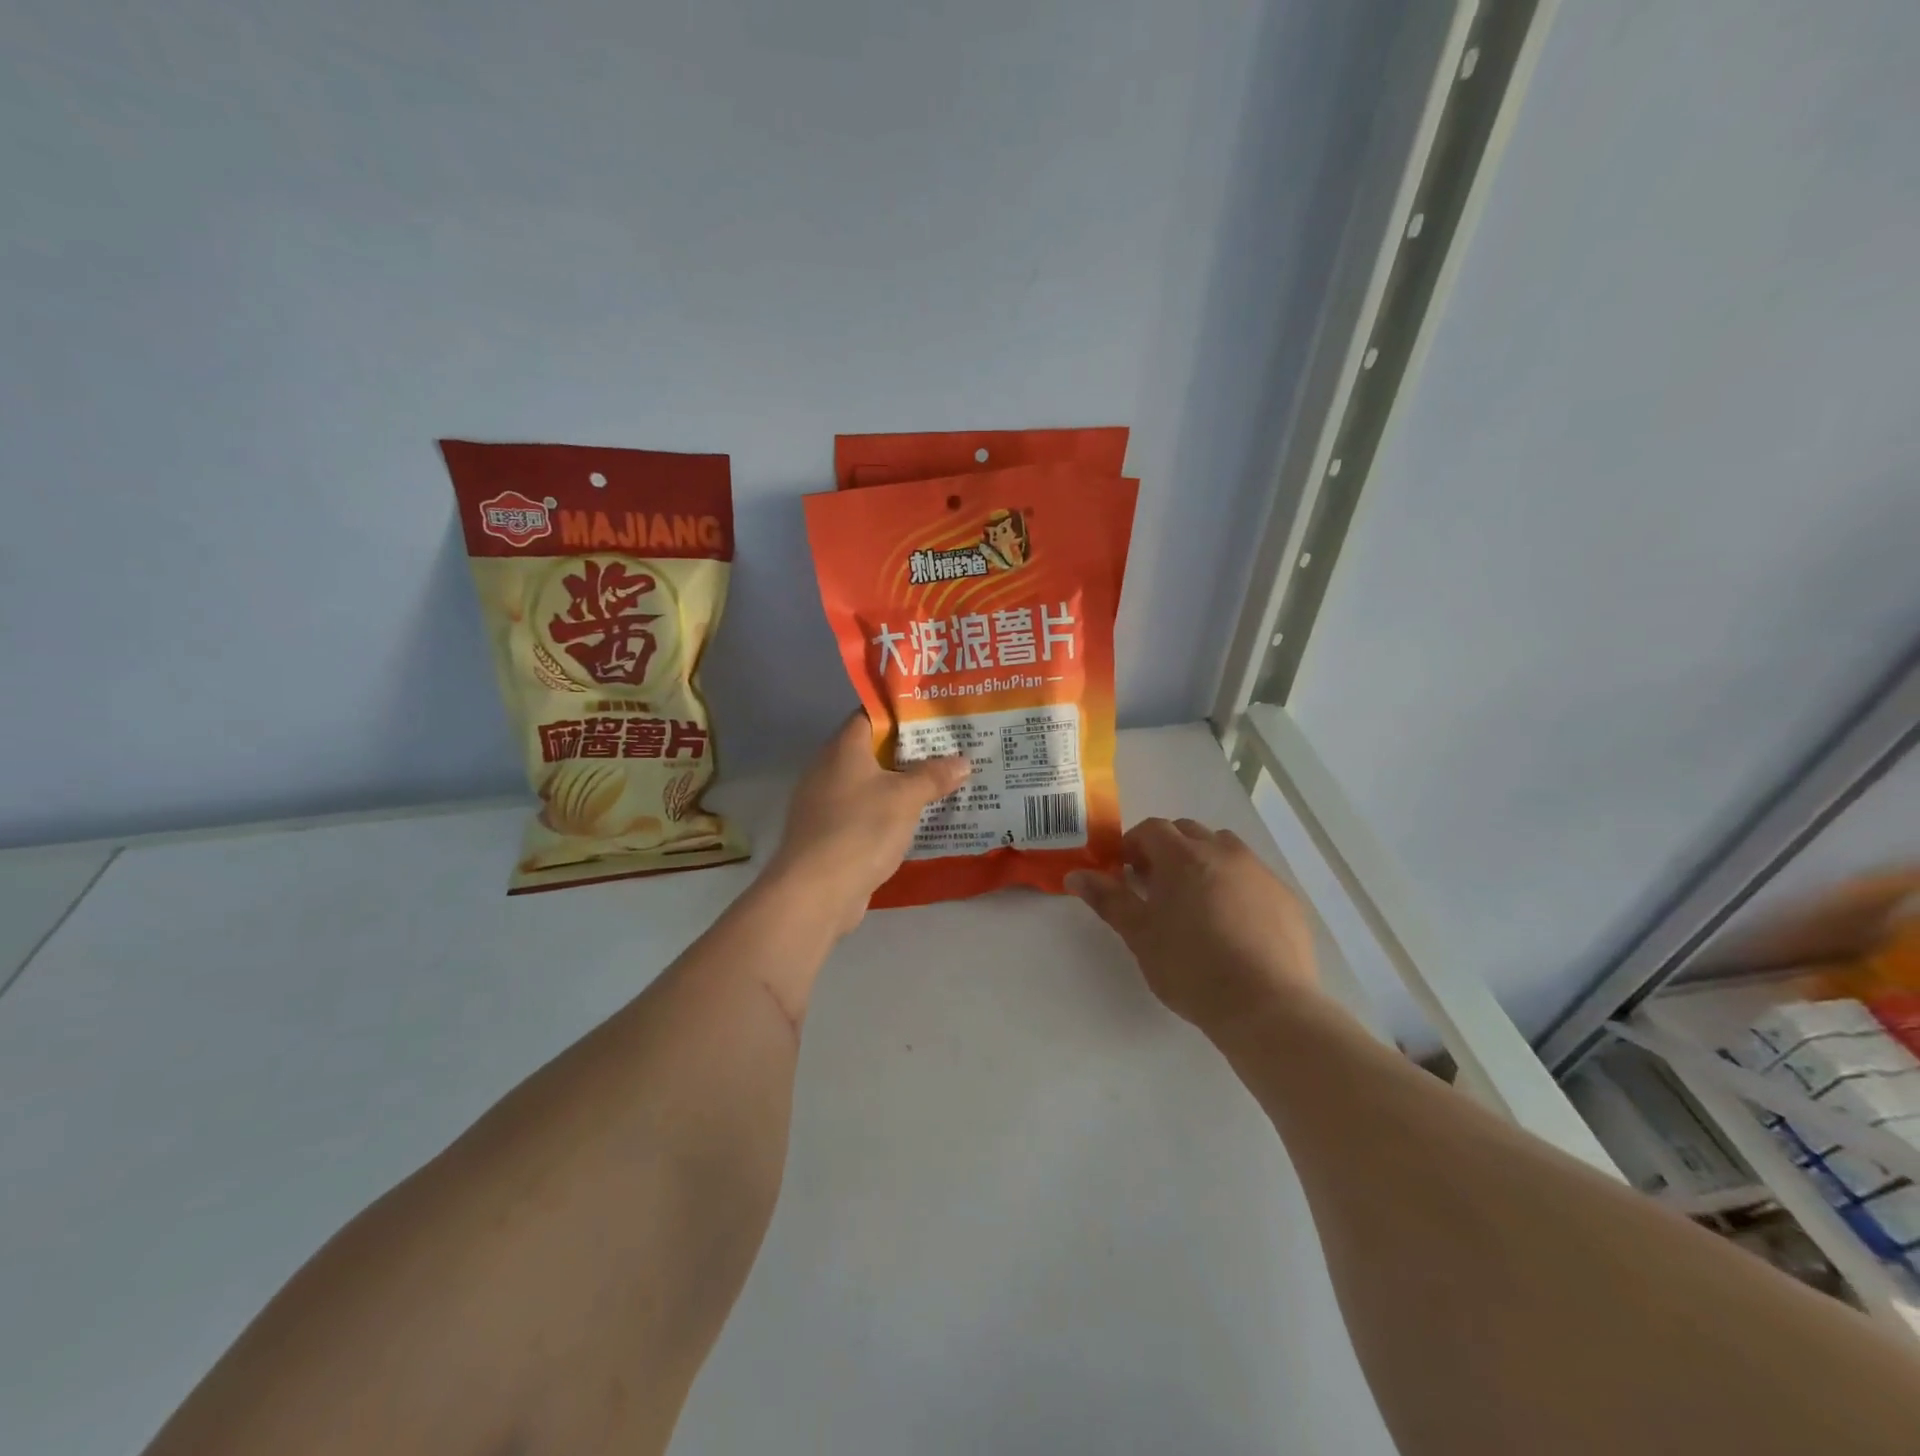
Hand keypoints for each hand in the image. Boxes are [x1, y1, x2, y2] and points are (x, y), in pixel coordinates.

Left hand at [765, 712, 969, 934]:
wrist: (815, 892)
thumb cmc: (860, 830)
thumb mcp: (905, 798)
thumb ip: (934, 775)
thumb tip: (963, 760)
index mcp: (843, 748)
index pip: (871, 714)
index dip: (902, 712)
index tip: (935, 716)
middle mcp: (829, 769)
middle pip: (873, 750)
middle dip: (910, 751)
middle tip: (950, 751)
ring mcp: (825, 804)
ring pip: (870, 784)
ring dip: (901, 785)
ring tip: (942, 784)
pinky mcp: (829, 835)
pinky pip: (865, 813)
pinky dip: (888, 813)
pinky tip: (916, 822)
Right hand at [1067, 819, 1319, 1040]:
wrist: (1267, 1006)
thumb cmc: (1191, 968)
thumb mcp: (1140, 935)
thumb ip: (1108, 899)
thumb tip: (1075, 875)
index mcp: (1184, 856)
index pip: (1152, 829)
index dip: (1133, 844)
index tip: (1125, 872)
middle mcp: (1224, 853)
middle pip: (1188, 832)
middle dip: (1167, 849)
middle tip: (1155, 886)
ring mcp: (1260, 873)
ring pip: (1224, 849)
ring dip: (1203, 861)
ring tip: (1195, 902)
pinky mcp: (1286, 898)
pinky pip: (1252, 876)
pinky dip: (1235, 885)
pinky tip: (1232, 924)